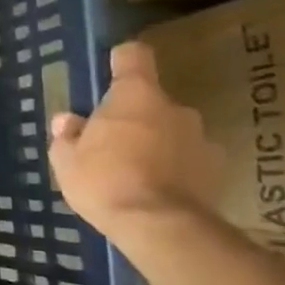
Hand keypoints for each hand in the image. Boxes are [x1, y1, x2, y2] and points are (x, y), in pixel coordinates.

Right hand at [48, 42, 224, 239]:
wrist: (161, 227)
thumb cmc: (105, 181)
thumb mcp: (66, 159)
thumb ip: (67, 135)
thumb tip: (68, 120)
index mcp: (135, 96)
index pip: (133, 56)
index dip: (120, 61)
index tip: (109, 70)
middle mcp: (175, 108)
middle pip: (151, 101)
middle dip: (134, 117)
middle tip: (111, 144)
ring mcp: (202, 138)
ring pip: (172, 131)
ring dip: (156, 143)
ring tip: (136, 173)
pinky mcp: (218, 170)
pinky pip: (189, 160)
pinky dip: (175, 169)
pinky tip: (157, 192)